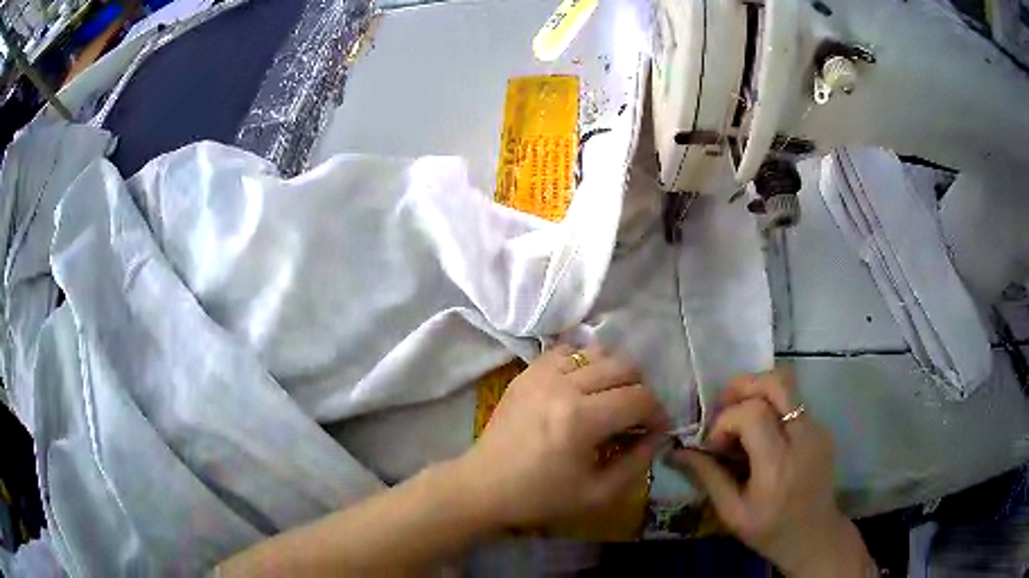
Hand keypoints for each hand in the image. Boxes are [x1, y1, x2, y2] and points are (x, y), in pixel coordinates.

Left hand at [452, 344, 668, 527]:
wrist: (484, 486)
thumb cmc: (541, 496)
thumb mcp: (598, 494)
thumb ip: (637, 462)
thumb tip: (658, 435)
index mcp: (581, 419)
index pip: (639, 398)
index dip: (657, 413)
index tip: (655, 430)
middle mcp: (563, 386)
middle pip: (623, 366)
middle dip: (640, 389)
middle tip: (634, 416)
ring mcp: (541, 374)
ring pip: (598, 352)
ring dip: (614, 373)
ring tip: (609, 399)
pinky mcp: (527, 372)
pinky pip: (567, 351)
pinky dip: (584, 363)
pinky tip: (582, 387)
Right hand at [668, 370, 872, 577]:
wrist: (814, 536)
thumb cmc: (769, 531)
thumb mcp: (731, 512)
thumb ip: (707, 476)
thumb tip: (677, 451)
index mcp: (778, 465)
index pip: (753, 413)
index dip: (726, 420)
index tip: (715, 445)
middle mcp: (803, 438)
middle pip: (777, 383)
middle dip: (743, 386)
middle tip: (723, 407)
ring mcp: (817, 429)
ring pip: (787, 385)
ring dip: (757, 393)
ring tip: (740, 419)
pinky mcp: (822, 429)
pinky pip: (794, 402)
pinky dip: (771, 407)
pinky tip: (761, 436)